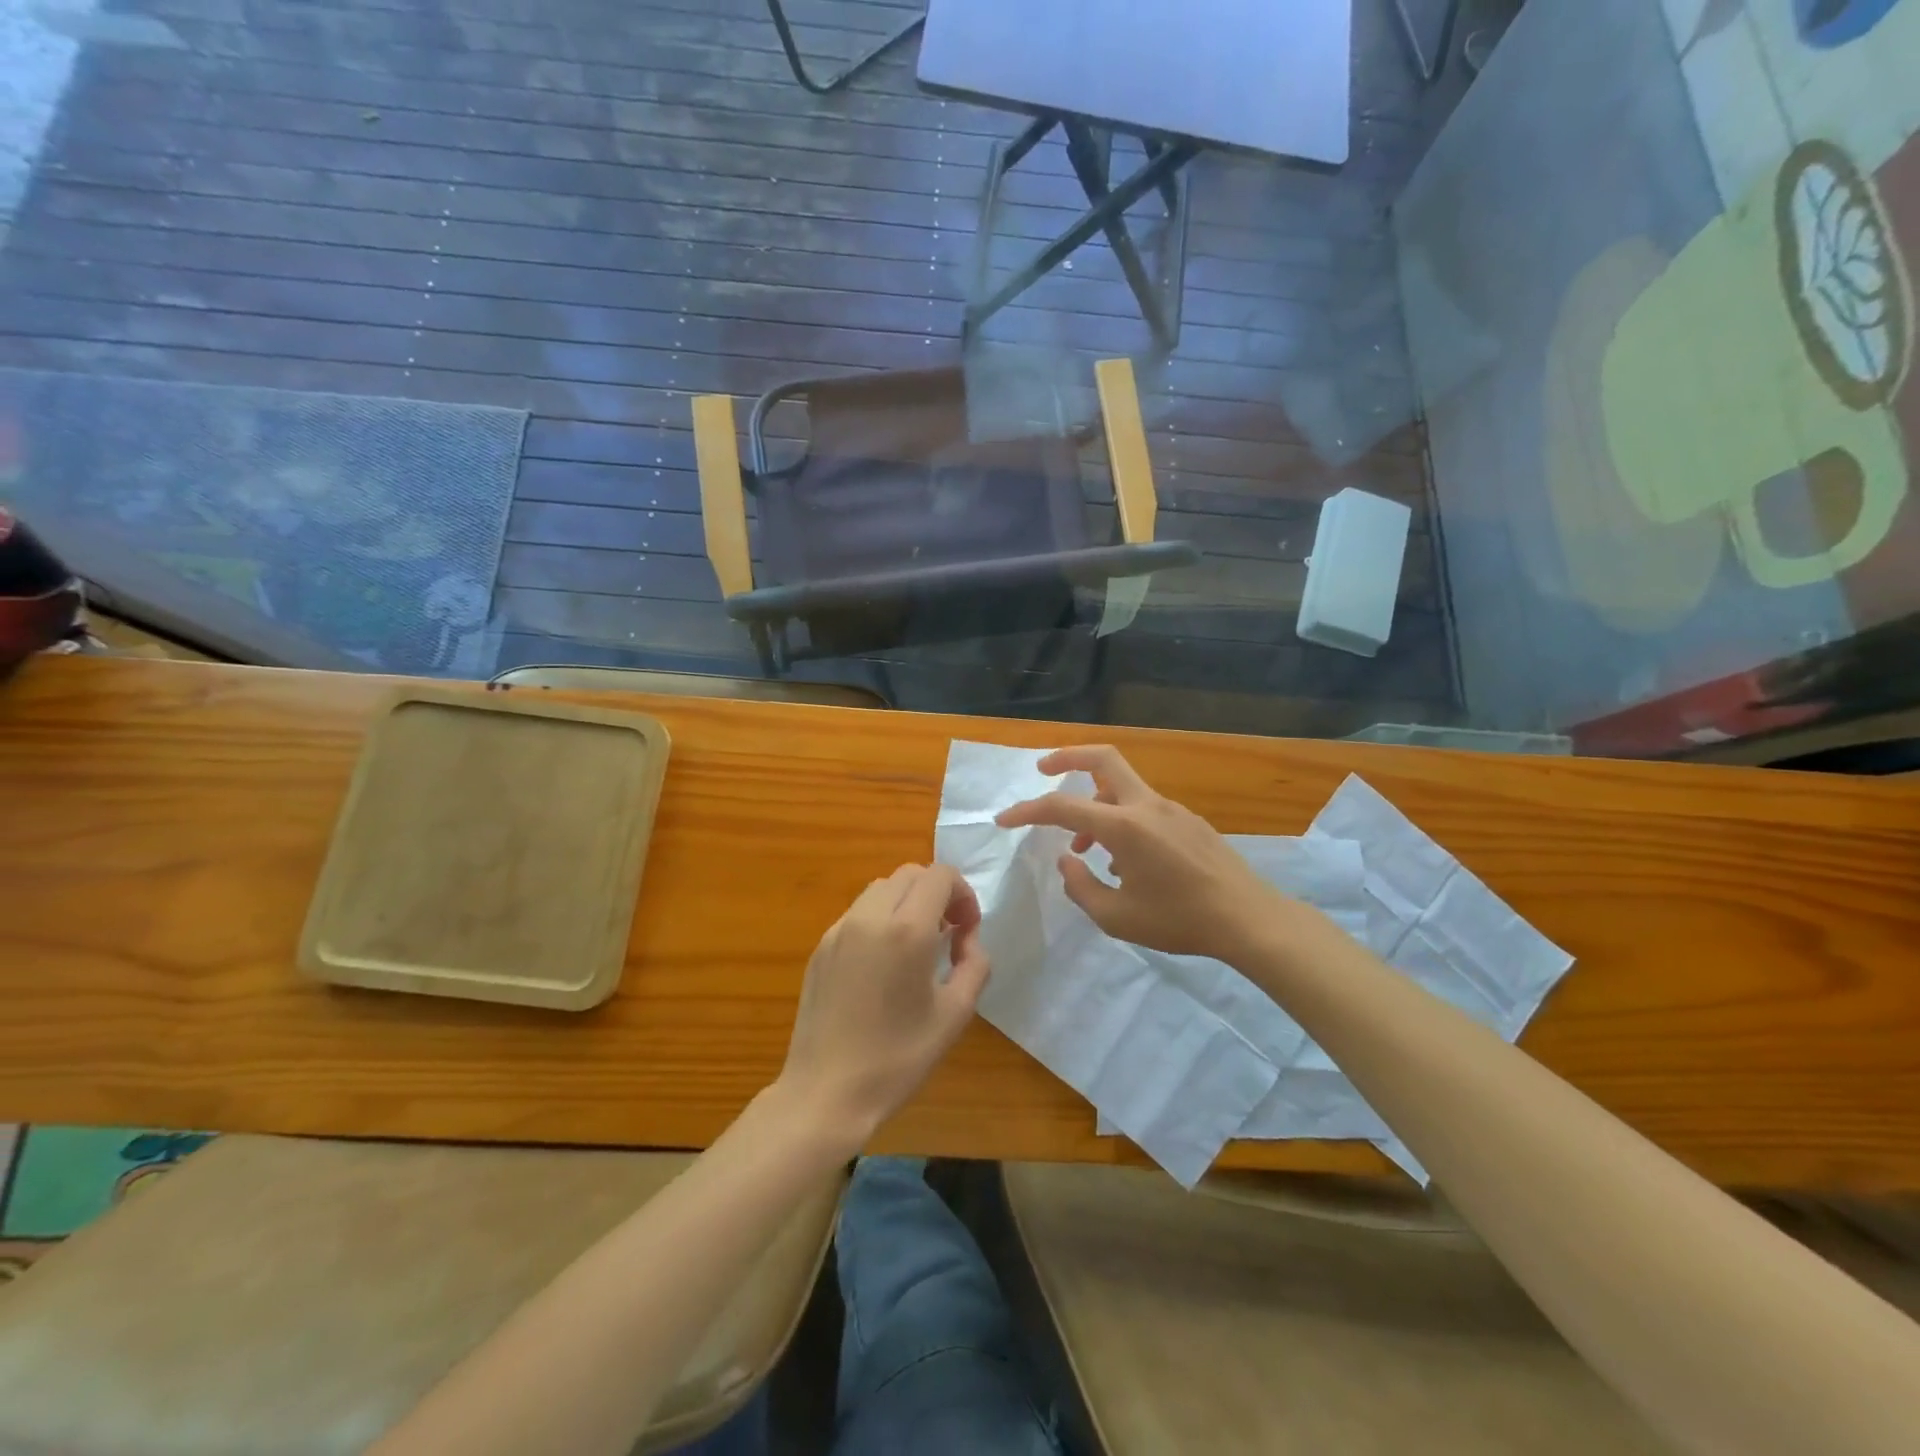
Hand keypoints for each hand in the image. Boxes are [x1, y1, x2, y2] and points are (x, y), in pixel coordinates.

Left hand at [777, 864, 989, 1148]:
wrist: (825, 1093)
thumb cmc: (897, 1059)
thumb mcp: (955, 1014)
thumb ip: (975, 964)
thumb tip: (967, 940)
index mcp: (907, 930)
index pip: (940, 875)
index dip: (963, 894)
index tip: (967, 931)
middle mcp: (869, 917)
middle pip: (910, 874)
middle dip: (937, 893)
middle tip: (948, 934)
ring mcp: (839, 929)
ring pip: (881, 888)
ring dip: (907, 902)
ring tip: (916, 946)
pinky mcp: (821, 947)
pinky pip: (858, 913)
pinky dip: (881, 918)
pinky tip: (884, 963)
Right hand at [995, 745, 1286, 961]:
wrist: (1248, 918)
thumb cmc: (1179, 920)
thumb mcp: (1117, 917)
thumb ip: (1081, 887)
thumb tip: (1067, 861)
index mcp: (1125, 826)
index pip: (1063, 806)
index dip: (1028, 810)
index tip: (1004, 819)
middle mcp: (1146, 806)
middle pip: (1103, 758)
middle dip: (1067, 756)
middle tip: (1043, 769)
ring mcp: (1171, 809)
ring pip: (1122, 786)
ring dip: (1093, 803)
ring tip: (1081, 848)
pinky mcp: (1188, 821)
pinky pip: (1142, 808)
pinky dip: (1120, 820)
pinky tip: (1123, 862)